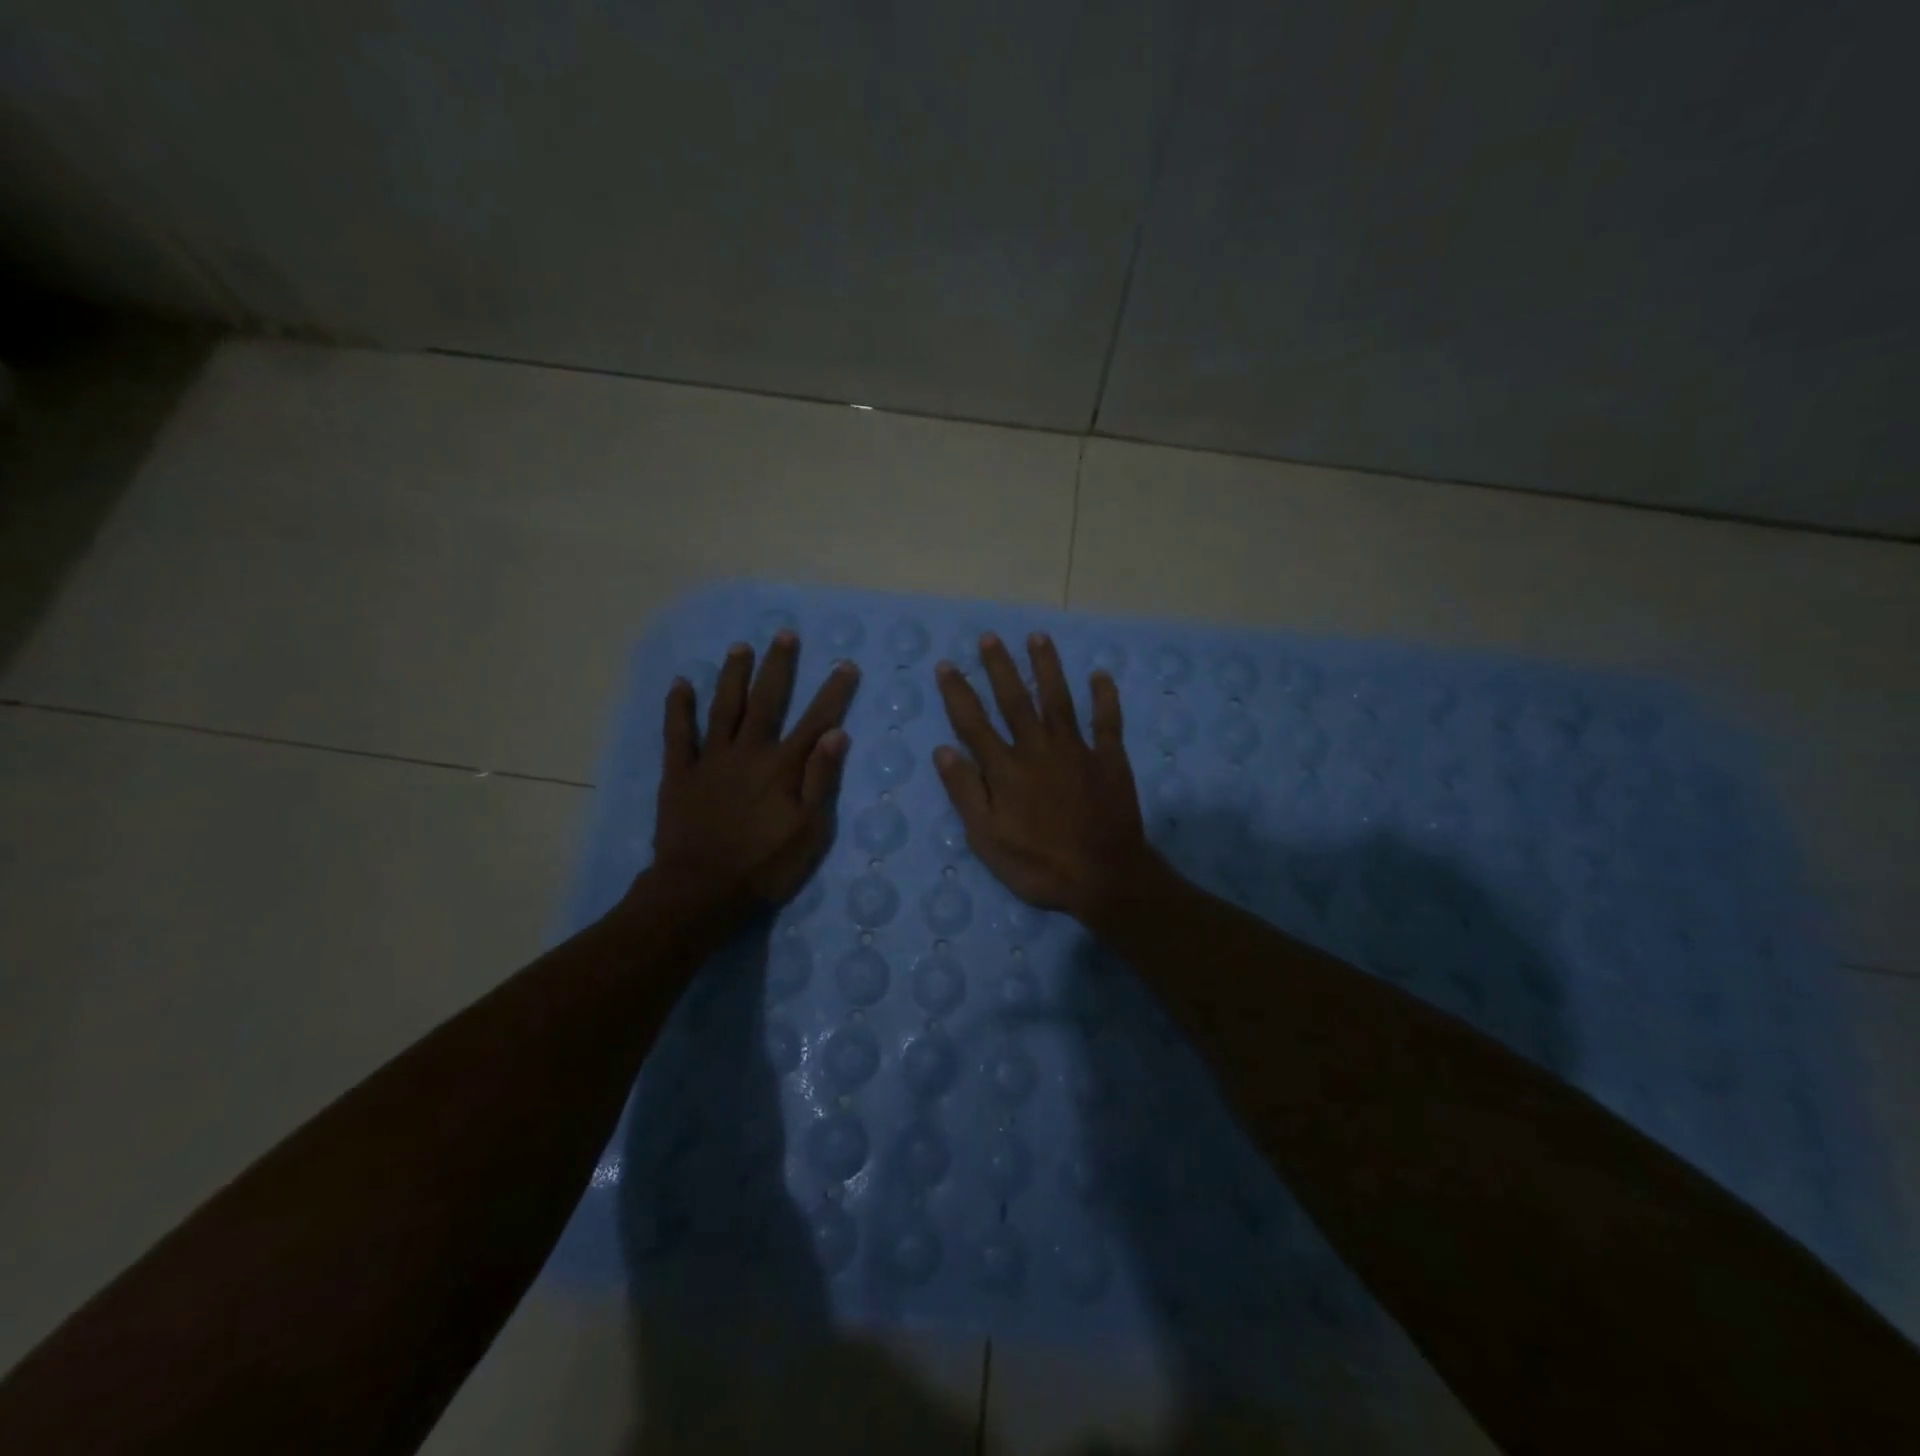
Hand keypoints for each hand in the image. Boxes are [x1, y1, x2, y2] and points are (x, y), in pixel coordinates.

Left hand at [647, 631, 859, 917]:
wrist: (700, 890)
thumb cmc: (764, 866)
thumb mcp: (809, 831)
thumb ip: (822, 781)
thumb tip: (837, 734)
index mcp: (783, 767)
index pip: (815, 721)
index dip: (833, 693)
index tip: (845, 665)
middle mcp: (748, 752)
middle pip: (766, 701)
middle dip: (778, 666)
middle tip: (785, 634)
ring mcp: (711, 760)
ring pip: (724, 707)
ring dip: (733, 675)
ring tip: (740, 646)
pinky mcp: (680, 774)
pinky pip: (678, 733)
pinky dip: (679, 708)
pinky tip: (681, 684)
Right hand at [933, 631, 1159, 924]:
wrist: (1102, 876)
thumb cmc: (1038, 864)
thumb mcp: (987, 838)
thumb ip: (966, 792)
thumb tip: (943, 750)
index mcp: (1005, 769)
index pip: (974, 723)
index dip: (958, 693)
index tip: (947, 665)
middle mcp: (1037, 748)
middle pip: (1014, 700)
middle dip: (1000, 667)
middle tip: (989, 637)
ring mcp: (1076, 750)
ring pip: (1058, 699)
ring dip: (1047, 667)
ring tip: (1038, 637)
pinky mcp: (1109, 758)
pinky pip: (1107, 721)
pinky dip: (1104, 697)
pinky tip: (1100, 674)